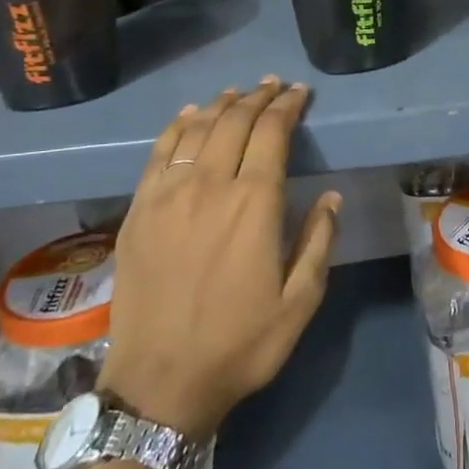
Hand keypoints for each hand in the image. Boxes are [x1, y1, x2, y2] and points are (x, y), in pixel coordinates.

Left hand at [99, 78, 340, 438]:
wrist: (159, 383)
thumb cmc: (240, 344)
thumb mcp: (300, 302)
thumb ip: (318, 242)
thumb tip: (330, 197)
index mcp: (254, 205)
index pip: (271, 134)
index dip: (287, 107)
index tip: (299, 93)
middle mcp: (209, 187)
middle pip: (233, 123)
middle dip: (257, 98)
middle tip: (273, 86)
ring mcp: (167, 196)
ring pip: (195, 131)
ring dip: (220, 105)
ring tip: (237, 94)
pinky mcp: (138, 211)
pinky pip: (158, 153)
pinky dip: (177, 127)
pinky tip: (189, 116)